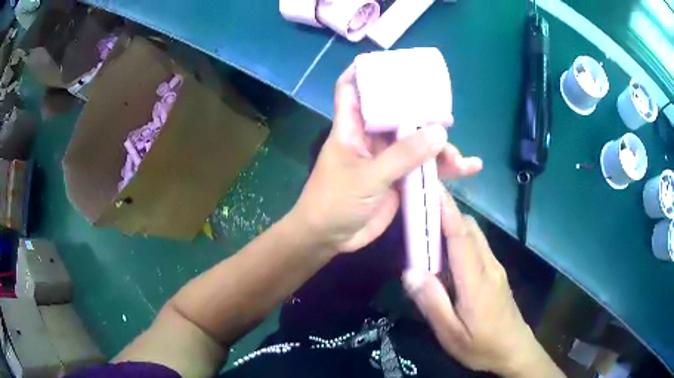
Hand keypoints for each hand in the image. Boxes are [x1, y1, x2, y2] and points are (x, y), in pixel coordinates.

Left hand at [292, 65, 481, 253]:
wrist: (330, 238)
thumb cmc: (335, 202)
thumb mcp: (367, 177)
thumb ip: (402, 156)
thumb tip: (438, 132)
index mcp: (352, 127)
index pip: (352, 88)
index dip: (365, 72)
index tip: (390, 62)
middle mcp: (371, 137)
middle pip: (397, 114)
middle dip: (422, 114)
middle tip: (447, 117)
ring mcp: (387, 159)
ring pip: (417, 143)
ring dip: (440, 149)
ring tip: (461, 160)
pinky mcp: (399, 179)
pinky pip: (424, 169)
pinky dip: (444, 170)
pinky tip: (468, 169)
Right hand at [403, 188, 563, 377]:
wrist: (514, 350)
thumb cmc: (481, 346)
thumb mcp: (451, 333)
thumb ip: (431, 302)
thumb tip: (410, 271)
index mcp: (476, 280)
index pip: (460, 235)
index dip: (445, 209)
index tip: (430, 186)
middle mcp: (488, 265)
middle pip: (468, 228)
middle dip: (445, 212)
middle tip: (419, 211)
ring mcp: (495, 268)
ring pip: (474, 235)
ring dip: (452, 226)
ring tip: (428, 233)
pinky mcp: (496, 273)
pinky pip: (477, 247)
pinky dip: (460, 240)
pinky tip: (446, 259)